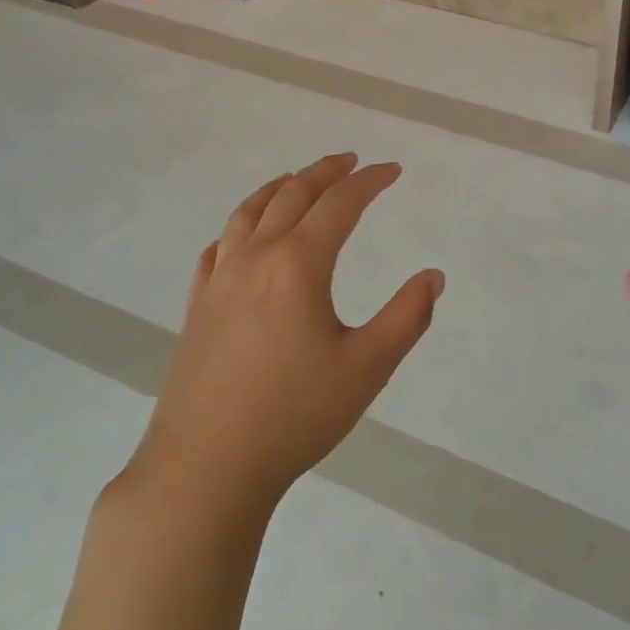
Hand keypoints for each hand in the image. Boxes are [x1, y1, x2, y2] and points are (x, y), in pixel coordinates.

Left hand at [118, 153, 443, 527]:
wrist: (206, 468)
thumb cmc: (295, 415)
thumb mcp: (367, 368)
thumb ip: (407, 317)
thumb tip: (433, 277)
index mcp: (298, 264)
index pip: (340, 204)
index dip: (369, 181)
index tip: (392, 170)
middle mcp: (255, 258)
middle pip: (292, 195)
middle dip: (325, 172)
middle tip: (351, 162)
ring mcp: (219, 281)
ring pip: (248, 213)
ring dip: (279, 187)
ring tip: (297, 179)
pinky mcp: (197, 307)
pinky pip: (219, 247)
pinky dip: (240, 225)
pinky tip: (245, 236)